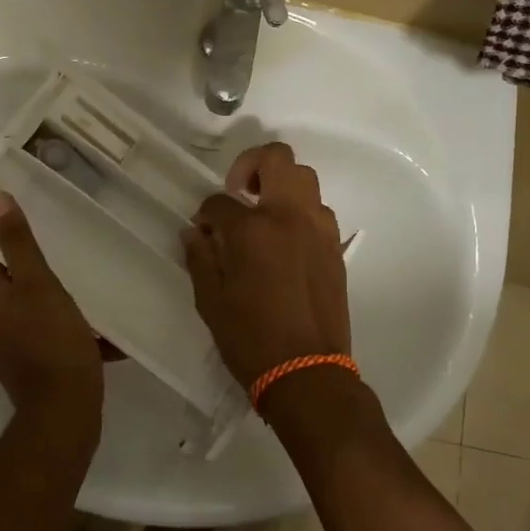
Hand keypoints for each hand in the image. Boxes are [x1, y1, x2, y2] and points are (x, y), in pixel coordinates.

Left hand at [0, 192, 103, 432]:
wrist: (64, 410)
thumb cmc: (52, 339)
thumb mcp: (39, 283)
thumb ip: (18, 242)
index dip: (16, 240)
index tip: (47, 231)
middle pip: (11, 281)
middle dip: (39, 270)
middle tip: (72, 257)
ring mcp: (3, 345)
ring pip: (28, 308)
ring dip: (54, 299)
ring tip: (86, 290)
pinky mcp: (23, 364)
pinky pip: (42, 334)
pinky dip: (63, 328)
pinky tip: (93, 328)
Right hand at [182, 142, 350, 388]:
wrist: (307, 372)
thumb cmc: (250, 339)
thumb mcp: (211, 301)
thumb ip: (200, 258)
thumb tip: (194, 232)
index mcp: (253, 229)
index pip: (221, 201)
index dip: (206, 212)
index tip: (203, 228)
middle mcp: (289, 217)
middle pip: (277, 158)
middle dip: (252, 164)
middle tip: (239, 192)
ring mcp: (319, 229)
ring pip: (305, 179)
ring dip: (281, 186)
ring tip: (264, 215)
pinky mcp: (335, 247)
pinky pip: (319, 211)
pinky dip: (301, 212)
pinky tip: (286, 241)